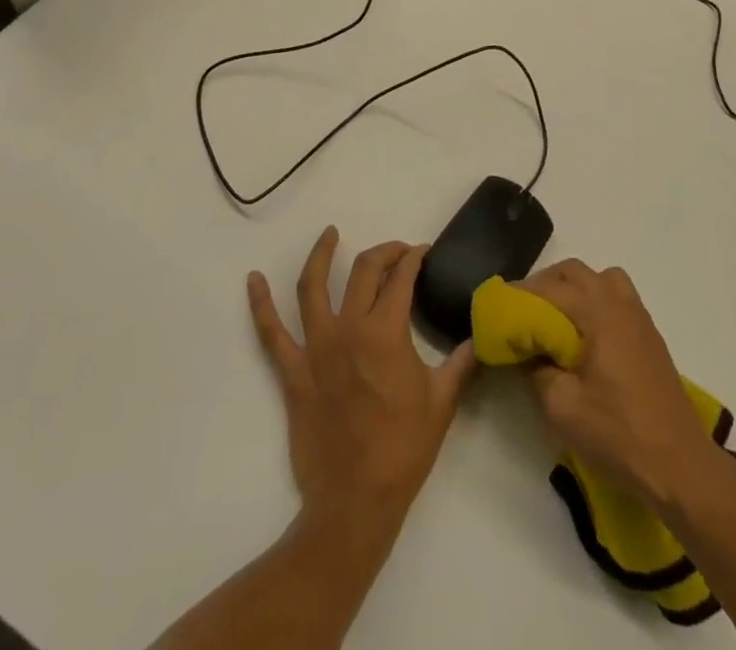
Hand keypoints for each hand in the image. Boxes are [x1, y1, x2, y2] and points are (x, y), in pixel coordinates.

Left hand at [248, 227, 477, 542]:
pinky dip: (260, 304)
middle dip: (384, 252)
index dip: (414, 258)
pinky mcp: (293, 373)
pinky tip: (253, 280)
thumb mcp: (442, 402)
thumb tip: (482, 336)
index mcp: (386, 333)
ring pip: (313, 287)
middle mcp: (349, 329)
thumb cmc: (403, 450)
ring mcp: (316, 349)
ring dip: (320, 255)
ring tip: (329, 233)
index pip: (401, 278)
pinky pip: (271, 333)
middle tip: (397, 251)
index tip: (423, 253)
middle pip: (363, 272)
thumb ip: (462, 362)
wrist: (355, 502)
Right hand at [520, 259, 723, 510]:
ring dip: (571, 289)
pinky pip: (614, 297)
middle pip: (573, 272)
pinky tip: (582, 336)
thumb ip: (537, 369)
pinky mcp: (648, 334)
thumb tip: (528, 351)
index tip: (494, 310)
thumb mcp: (562, 406)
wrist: (680, 465)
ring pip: (598, 279)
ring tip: (552, 319)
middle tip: (520, 313)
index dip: (517, 298)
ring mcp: (638, 315)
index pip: (547, 289)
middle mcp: (618, 301)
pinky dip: (592, 301)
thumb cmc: (618, 433)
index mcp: (597, 311)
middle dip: (542, 285)